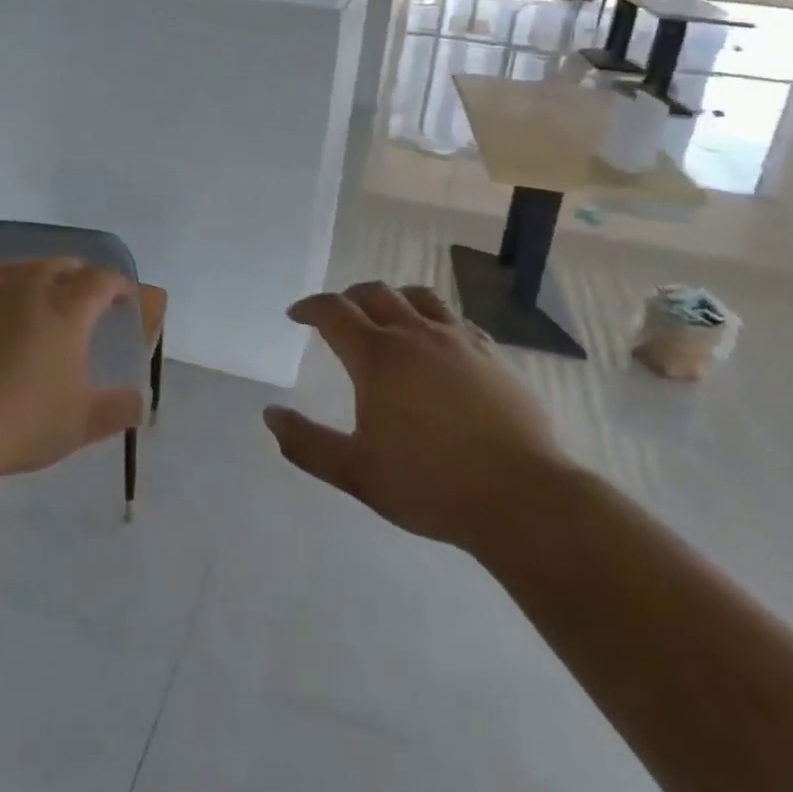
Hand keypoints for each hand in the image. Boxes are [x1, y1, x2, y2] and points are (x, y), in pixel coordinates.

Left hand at [0, 259, 144, 486]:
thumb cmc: (17, 422)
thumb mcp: (80, 424)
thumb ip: (119, 409)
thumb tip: (140, 401)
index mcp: (65, 308)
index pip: (102, 280)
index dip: (119, 286)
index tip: (125, 299)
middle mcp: (25, 288)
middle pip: (59, 265)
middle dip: (78, 276)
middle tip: (83, 299)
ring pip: (16, 270)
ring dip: (34, 279)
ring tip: (36, 300)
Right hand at [265, 282, 564, 548]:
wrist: (522, 498)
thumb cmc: (430, 485)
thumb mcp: (355, 473)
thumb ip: (307, 443)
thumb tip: (270, 414)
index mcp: (378, 357)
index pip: (334, 312)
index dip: (310, 307)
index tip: (296, 314)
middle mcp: (416, 335)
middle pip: (375, 294)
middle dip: (348, 297)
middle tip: (336, 315)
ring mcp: (459, 340)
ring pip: (419, 297)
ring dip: (393, 299)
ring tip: (385, 316)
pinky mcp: (492, 354)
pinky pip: (455, 319)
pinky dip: (432, 318)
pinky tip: (436, 341)